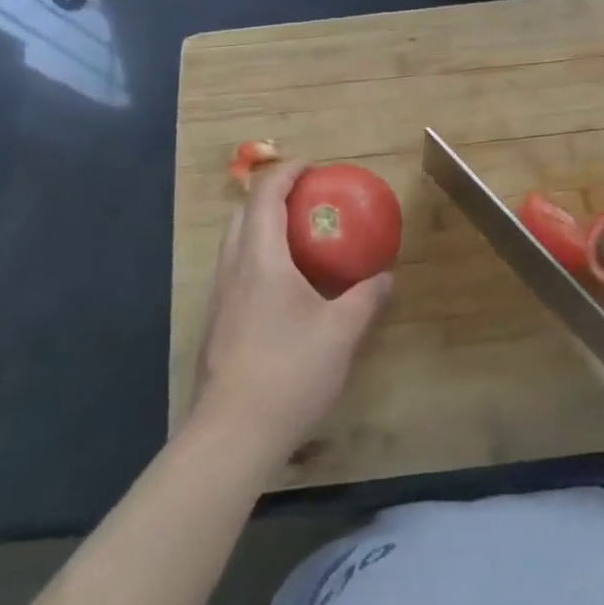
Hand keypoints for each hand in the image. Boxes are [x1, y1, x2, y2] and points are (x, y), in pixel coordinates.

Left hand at [191, 161, 392, 466]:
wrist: (231, 436)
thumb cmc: (289, 372)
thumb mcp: (342, 332)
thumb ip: (366, 298)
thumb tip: (386, 278)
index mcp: (261, 259)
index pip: (265, 195)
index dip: (287, 172)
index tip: (313, 168)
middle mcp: (233, 269)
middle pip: (243, 213)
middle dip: (272, 196)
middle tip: (307, 200)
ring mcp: (219, 298)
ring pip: (235, 243)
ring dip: (262, 226)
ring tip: (298, 238)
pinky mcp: (216, 324)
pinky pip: (235, 270)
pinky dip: (257, 257)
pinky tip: (283, 288)